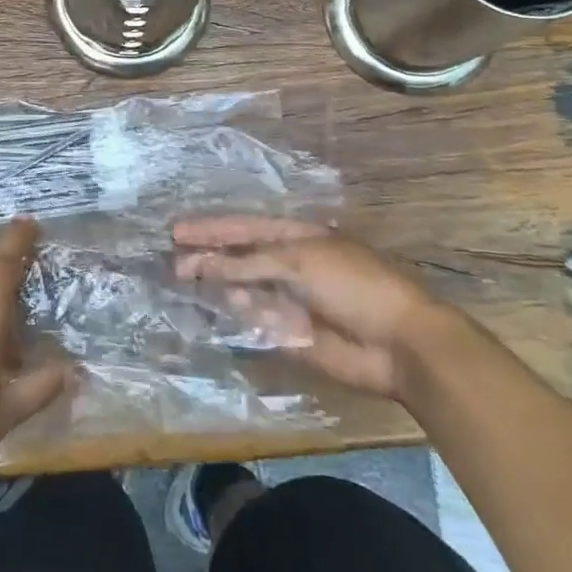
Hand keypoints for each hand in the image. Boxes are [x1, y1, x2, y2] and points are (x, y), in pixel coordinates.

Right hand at [173, 216, 455, 400]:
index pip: (244, 228)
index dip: (210, 229)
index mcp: (296, 238)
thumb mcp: (298, 261)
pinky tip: (219, 310)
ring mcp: (288, 301)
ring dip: (217, 286)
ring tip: (183, 282)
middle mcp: (288, 266)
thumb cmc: (354, 285)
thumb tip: (199, 262)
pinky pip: (254, 323)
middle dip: (207, 257)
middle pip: (239, 258)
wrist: (400, 344)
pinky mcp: (290, 335)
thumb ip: (246, 262)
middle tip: (171, 262)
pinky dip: (236, 316)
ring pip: (242, 291)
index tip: (176, 231)